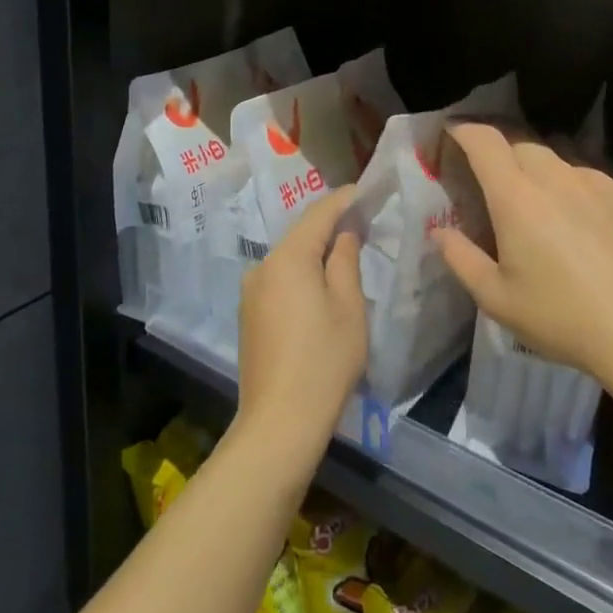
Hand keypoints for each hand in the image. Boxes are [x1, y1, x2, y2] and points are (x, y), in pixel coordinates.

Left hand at [236, 186, 367, 454]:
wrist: (279, 422)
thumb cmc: (324, 360)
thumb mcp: (348, 306)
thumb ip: (345, 261)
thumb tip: (344, 234)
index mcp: (288, 258)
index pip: (318, 215)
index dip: (342, 200)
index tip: (364, 191)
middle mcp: (263, 266)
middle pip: (300, 235)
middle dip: (329, 225)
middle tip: (361, 220)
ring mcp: (251, 292)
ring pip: (288, 259)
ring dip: (314, 252)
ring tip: (344, 251)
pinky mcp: (249, 315)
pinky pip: (279, 280)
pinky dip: (300, 274)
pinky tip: (319, 285)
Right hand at [434, 124, 612, 388]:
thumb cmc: (565, 319)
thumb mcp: (498, 300)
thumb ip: (461, 259)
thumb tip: (439, 231)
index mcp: (516, 197)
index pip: (484, 141)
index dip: (464, 130)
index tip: (452, 133)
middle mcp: (556, 177)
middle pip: (521, 145)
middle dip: (501, 154)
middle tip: (494, 183)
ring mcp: (599, 183)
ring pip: (559, 162)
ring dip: (541, 174)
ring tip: (544, 210)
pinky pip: (592, 182)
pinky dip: (577, 193)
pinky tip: (588, 231)